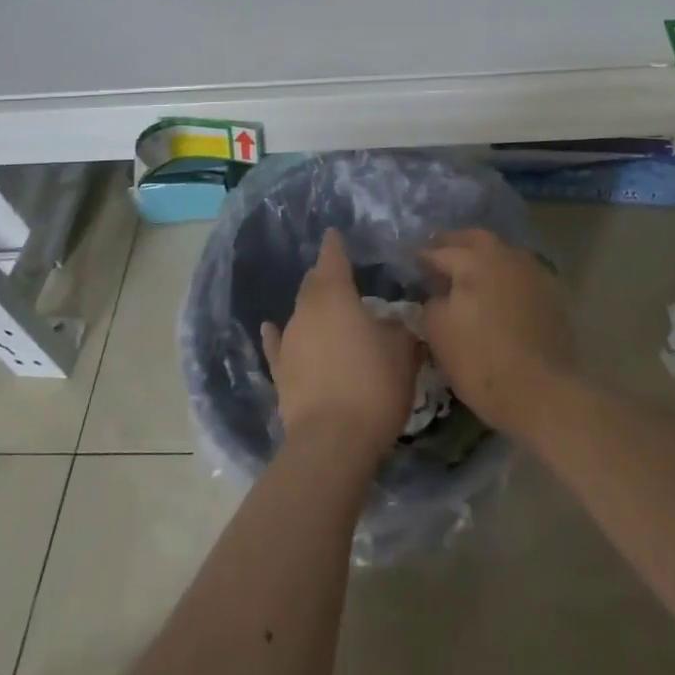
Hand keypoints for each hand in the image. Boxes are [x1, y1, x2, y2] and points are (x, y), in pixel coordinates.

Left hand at [261, 229, 420, 458]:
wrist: (332, 441)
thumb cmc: (373, 384)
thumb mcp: (402, 352)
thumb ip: (399, 330)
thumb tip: (394, 324)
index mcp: (335, 295)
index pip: (332, 259)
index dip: (335, 245)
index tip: (334, 234)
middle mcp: (306, 310)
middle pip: (313, 284)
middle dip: (325, 276)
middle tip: (340, 277)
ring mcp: (289, 341)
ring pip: (299, 313)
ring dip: (312, 309)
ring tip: (327, 310)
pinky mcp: (279, 372)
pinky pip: (279, 345)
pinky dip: (278, 336)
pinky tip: (271, 328)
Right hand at [421, 228, 574, 439]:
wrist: (542, 392)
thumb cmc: (481, 360)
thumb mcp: (437, 331)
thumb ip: (431, 302)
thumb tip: (437, 294)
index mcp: (475, 260)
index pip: (440, 251)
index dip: (422, 257)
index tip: (411, 263)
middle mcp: (506, 256)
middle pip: (476, 239)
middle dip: (455, 243)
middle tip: (439, 254)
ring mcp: (533, 273)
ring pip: (502, 253)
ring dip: (482, 257)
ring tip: (467, 275)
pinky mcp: (550, 295)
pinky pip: (518, 274)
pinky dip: (503, 277)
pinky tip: (494, 293)